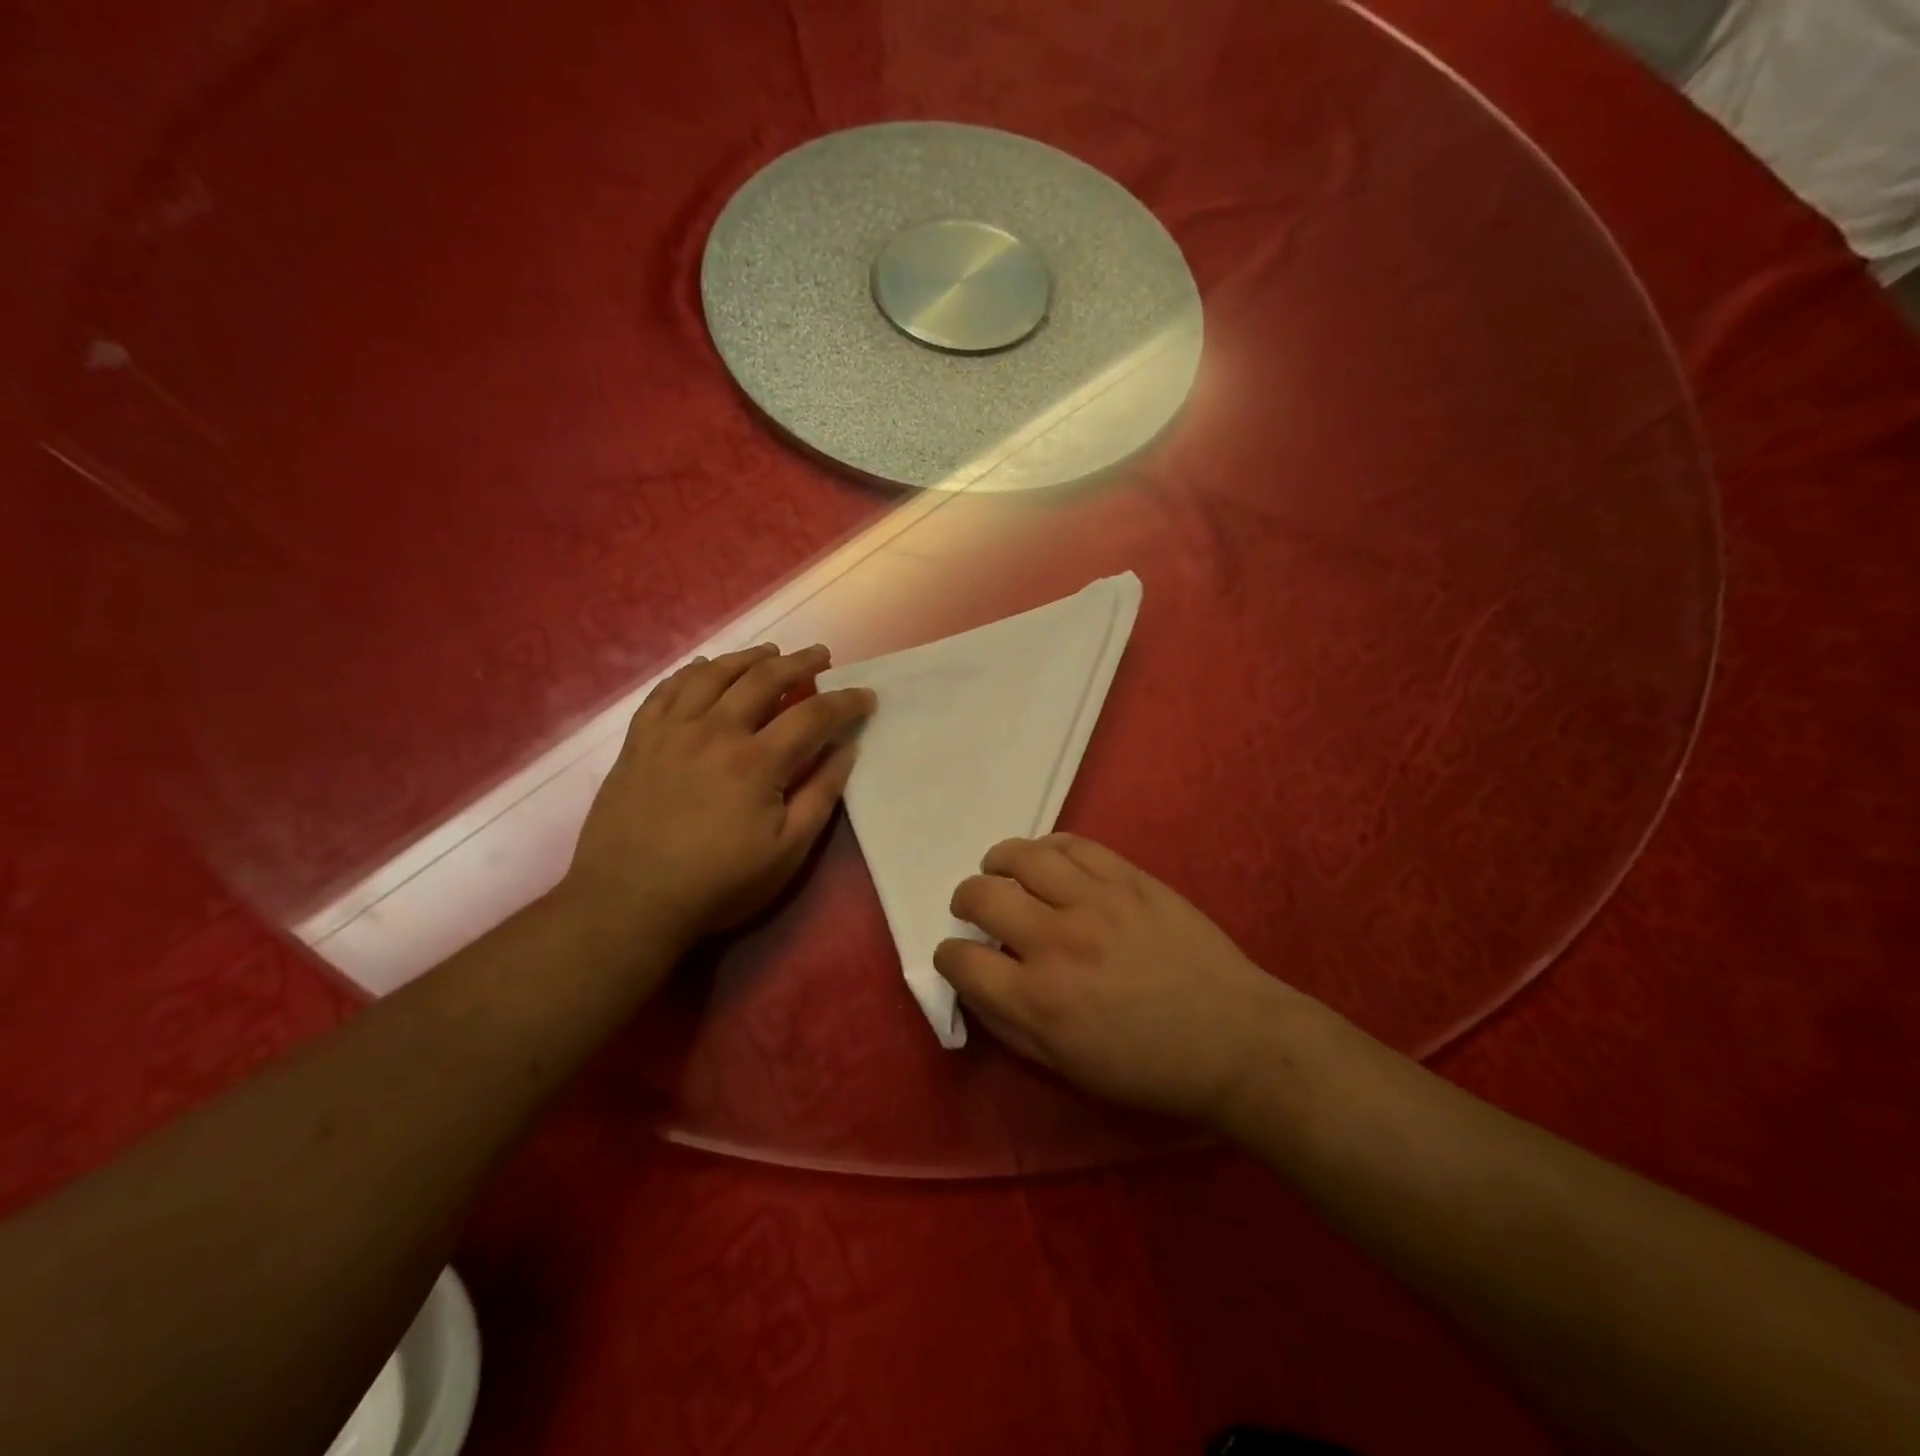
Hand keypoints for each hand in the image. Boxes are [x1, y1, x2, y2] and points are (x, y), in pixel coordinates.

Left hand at [565, 644, 875, 950]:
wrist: (628, 901)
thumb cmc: (718, 884)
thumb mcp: (787, 852)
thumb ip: (820, 795)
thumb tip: (846, 750)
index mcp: (757, 761)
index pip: (813, 715)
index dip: (845, 702)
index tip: (866, 696)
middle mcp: (715, 731)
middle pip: (764, 679)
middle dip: (800, 663)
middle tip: (821, 656)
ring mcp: (672, 730)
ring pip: (715, 674)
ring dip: (749, 657)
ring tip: (770, 652)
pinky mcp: (639, 739)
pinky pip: (667, 689)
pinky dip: (692, 671)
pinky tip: (705, 667)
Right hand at [936, 835, 1315, 1124]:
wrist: (1232, 1038)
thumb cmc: (1146, 1067)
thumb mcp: (1066, 1067)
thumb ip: (1008, 1025)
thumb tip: (973, 984)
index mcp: (1038, 1001)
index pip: (962, 961)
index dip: (949, 955)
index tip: (956, 955)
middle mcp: (1056, 942)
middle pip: (982, 896)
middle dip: (964, 900)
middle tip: (973, 908)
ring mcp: (1095, 901)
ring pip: (1022, 857)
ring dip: (997, 861)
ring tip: (999, 870)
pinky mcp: (1128, 878)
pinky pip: (1072, 843)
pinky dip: (1046, 847)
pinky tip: (1044, 860)